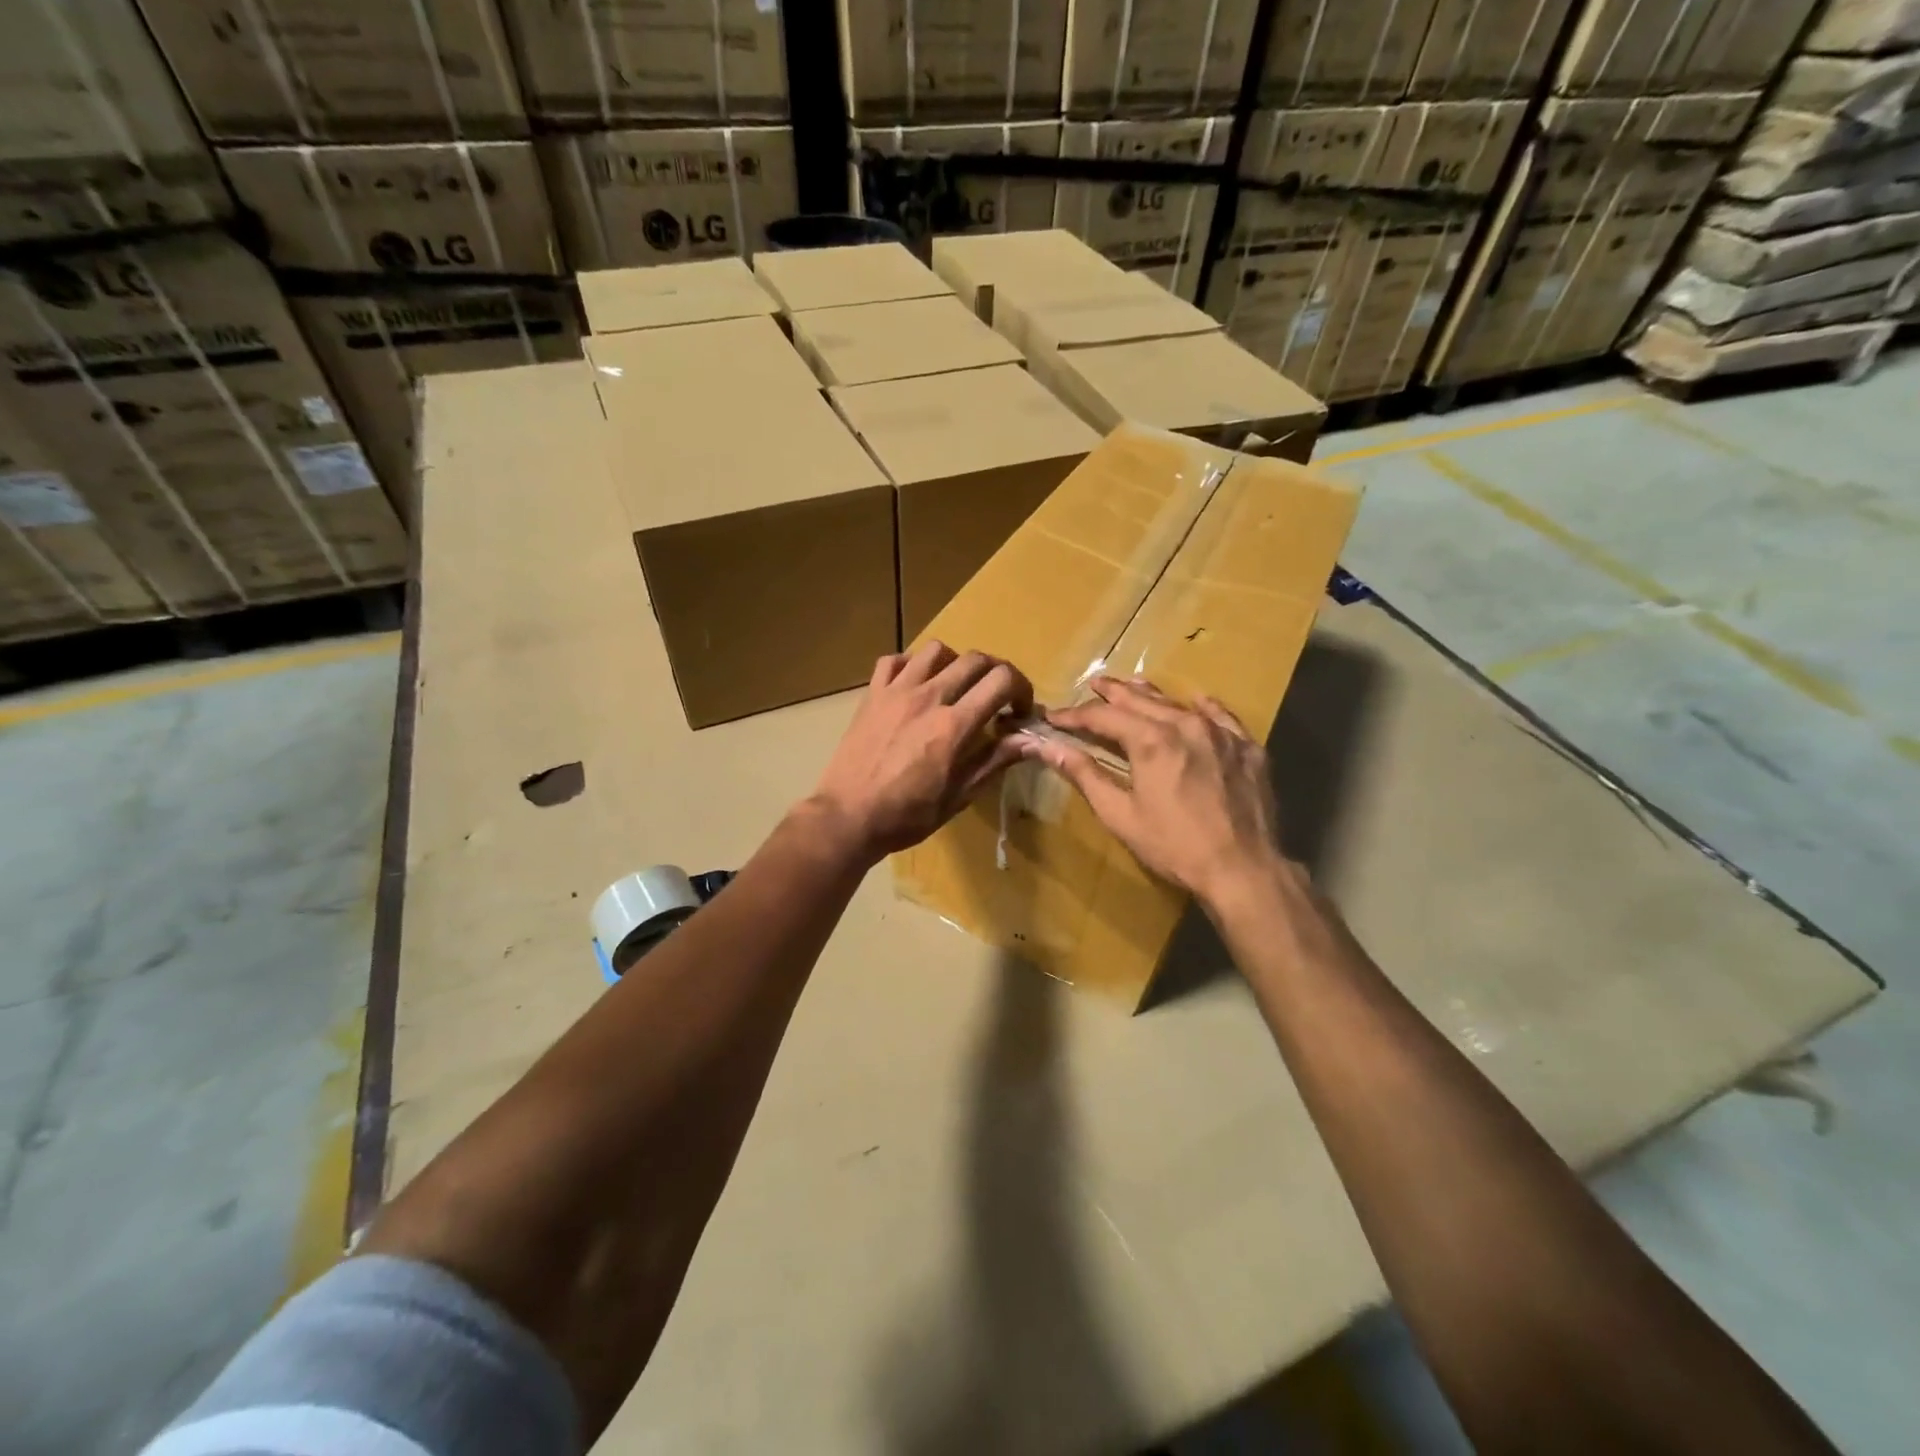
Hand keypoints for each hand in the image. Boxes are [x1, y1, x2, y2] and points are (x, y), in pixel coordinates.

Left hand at [807, 641, 1032, 862]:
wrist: (848, 817)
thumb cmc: (907, 816)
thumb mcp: (959, 796)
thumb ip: (995, 761)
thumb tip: (1029, 740)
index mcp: (954, 725)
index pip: (1002, 681)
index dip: (1021, 689)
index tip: (1018, 710)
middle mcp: (928, 698)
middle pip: (975, 659)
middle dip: (995, 673)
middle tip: (995, 696)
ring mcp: (896, 692)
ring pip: (936, 650)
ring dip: (955, 663)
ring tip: (955, 686)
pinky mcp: (871, 694)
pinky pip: (894, 660)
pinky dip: (911, 665)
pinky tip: (915, 685)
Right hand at [1018, 676, 1289, 905]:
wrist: (1243, 869)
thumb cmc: (1174, 846)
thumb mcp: (1120, 814)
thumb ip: (1084, 775)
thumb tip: (1046, 747)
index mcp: (1150, 740)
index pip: (1103, 717)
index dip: (1074, 715)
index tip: (1053, 717)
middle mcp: (1185, 724)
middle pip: (1140, 700)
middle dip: (1112, 693)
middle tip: (1093, 685)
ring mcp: (1220, 733)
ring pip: (1178, 703)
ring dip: (1151, 694)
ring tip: (1132, 685)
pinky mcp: (1246, 747)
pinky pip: (1221, 716)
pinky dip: (1201, 707)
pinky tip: (1195, 702)